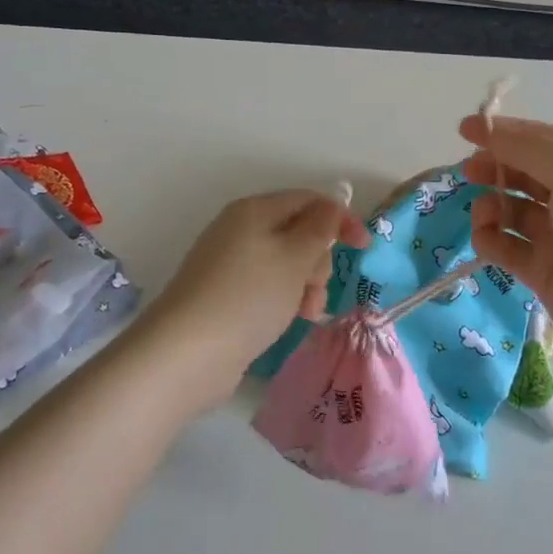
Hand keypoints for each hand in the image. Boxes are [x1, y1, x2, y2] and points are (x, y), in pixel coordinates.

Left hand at [139, 190, 370, 410]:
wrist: (187, 352)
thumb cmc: (248, 296)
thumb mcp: (294, 257)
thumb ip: (319, 229)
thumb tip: (329, 207)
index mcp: (255, 210)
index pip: (308, 200)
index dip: (340, 219)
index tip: (365, 248)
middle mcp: (240, 230)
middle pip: (298, 232)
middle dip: (318, 260)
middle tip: (316, 287)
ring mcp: (230, 264)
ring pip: (286, 264)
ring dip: (305, 285)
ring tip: (304, 313)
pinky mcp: (226, 296)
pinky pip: (268, 287)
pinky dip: (284, 300)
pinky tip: (288, 321)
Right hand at [459, 115, 552, 390]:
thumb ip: (528, 148)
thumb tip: (490, 132)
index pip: (541, 139)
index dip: (503, 132)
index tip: (463, 130)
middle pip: (525, 173)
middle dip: (495, 168)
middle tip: (468, 173)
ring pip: (514, 211)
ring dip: (491, 206)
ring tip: (483, 216)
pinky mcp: (546, 274)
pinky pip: (509, 248)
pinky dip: (492, 241)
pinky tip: (486, 241)